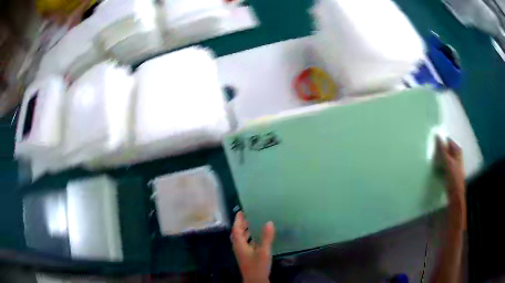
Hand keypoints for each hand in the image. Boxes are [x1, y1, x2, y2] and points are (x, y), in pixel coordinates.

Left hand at [231, 212, 274, 282]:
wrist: (255, 280)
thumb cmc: (258, 266)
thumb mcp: (264, 251)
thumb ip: (266, 237)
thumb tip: (268, 222)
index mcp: (239, 244)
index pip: (236, 229)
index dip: (238, 220)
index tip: (241, 211)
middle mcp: (238, 247)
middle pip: (237, 233)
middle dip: (241, 224)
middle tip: (248, 215)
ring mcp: (242, 252)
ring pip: (241, 238)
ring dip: (245, 231)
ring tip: (253, 223)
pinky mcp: (246, 256)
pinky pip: (246, 243)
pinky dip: (250, 238)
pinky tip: (258, 237)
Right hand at [436, 136, 465, 224]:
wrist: (455, 196)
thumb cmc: (453, 178)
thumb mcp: (448, 162)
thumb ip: (442, 149)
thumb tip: (436, 135)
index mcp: (457, 150)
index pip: (447, 140)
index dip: (440, 142)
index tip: (433, 146)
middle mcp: (455, 154)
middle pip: (445, 148)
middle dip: (439, 151)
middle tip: (432, 154)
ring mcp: (452, 163)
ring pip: (443, 157)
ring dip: (438, 158)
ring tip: (432, 162)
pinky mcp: (449, 171)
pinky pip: (442, 164)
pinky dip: (438, 165)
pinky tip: (435, 169)